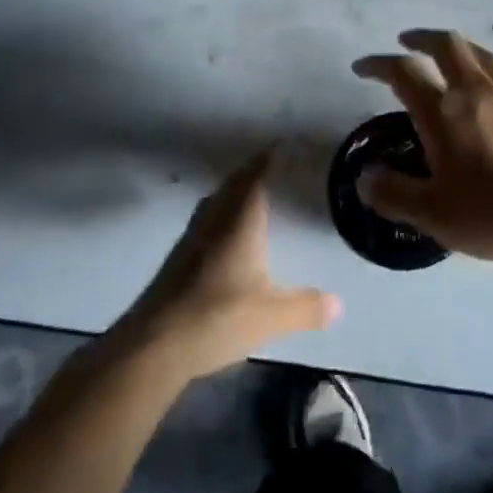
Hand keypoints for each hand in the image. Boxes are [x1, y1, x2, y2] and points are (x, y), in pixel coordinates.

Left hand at [113, 150, 340, 380]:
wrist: (152, 345)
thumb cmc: (217, 317)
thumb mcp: (271, 316)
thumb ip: (306, 308)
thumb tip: (339, 305)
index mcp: (238, 222)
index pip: (254, 178)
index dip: (266, 161)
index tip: (279, 146)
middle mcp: (213, 222)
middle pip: (232, 186)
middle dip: (250, 173)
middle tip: (269, 167)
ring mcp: (190, 240)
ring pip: (214, 204)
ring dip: (231, 193)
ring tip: (249, 196)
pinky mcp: (176, 261)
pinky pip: (203, 223)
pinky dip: (218, 216)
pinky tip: (225, 237)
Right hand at [352, 30, 492, 263]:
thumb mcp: (434, 214)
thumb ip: (394, 194)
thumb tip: (365, 178)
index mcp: (443, 111)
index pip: (404, 72)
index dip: (378, 64)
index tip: (362, 67)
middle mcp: (475, 92)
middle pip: (446, 45)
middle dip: (421, 38)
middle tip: (406, 42)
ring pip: (480, 53)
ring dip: (456, 47)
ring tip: (447, 55)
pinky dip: (485, 66)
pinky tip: (489, 83)